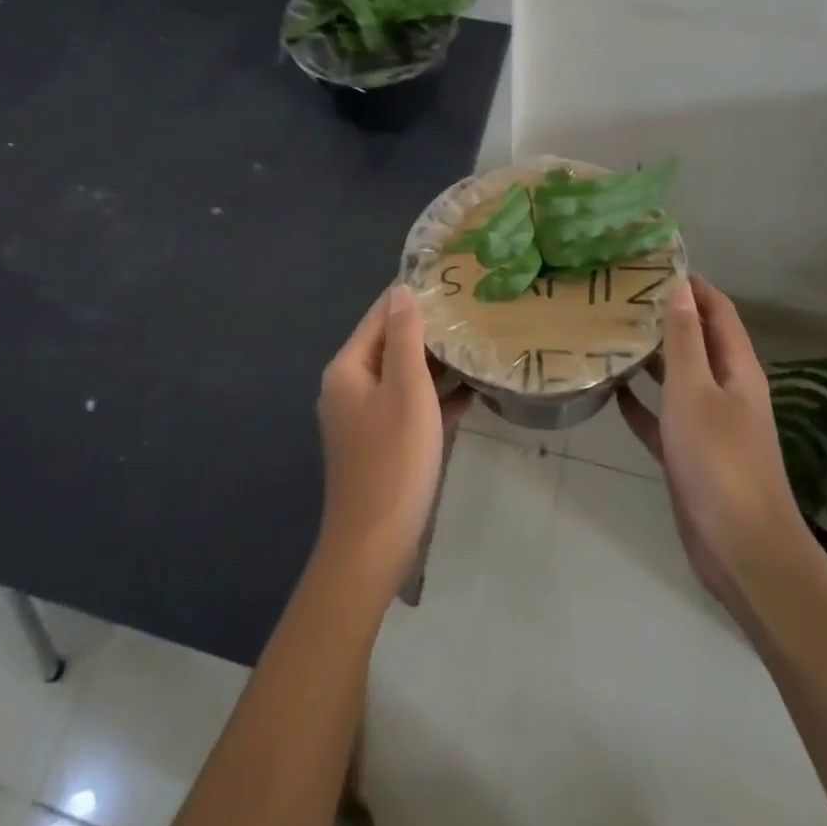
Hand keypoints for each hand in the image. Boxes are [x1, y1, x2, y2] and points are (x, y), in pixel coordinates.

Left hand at [315, 284, 469, 592]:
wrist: (374, 544)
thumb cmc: (393, 459)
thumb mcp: (406, 388)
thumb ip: (404, 336)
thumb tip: (401, 290)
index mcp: (348, 368)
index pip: (380, 316)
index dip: (412, 297)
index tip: (450, 281)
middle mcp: (350, 387)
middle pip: (391, 344)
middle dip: (429, 330)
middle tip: (472, 312)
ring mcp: (364, 418)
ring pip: (403, 376)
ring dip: (436, 364)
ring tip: (478, 344)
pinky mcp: (381, 443)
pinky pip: (409, 407)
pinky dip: (435, 398)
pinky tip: (472, 391)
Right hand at [617, 277, 815, 628]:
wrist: (742, 549)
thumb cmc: (718, 460)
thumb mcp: (694, 391)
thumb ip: (684, 340)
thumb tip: (681, 287)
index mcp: (737, 368)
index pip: (717, 310)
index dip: (693, 284)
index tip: (654, 264)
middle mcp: (726, 389)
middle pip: (696, 340)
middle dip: (665, 316)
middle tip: (619, 296)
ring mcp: (709, 423)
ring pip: (678, 378)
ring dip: (651, 358)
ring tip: (611, 333)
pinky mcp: (691, 454)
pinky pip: (664, 418)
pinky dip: (643, 404)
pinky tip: (614, 393)